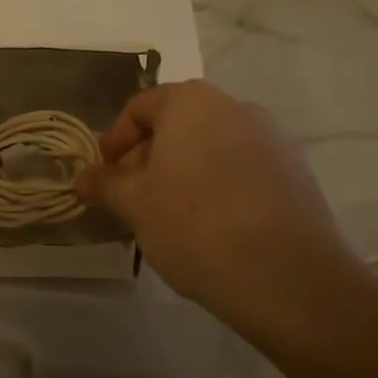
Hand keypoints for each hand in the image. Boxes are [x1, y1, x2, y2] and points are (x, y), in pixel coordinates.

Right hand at [77, 80, 364, 326]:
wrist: (287, 275)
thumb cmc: (194, 226)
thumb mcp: (135, 206)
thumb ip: (105, 185)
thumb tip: (83, 179)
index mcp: (191, 102)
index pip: (140, 107)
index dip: (114, 140)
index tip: (103, 176)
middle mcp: (234, 107)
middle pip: (178, 124)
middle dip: (148, 157)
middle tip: (131, 198)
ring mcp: (272, 138)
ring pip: (210, 146)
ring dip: (182, 172)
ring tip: (168, 215)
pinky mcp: (295, 171)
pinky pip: (241, 168)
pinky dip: (217, 185)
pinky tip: (210, 226)